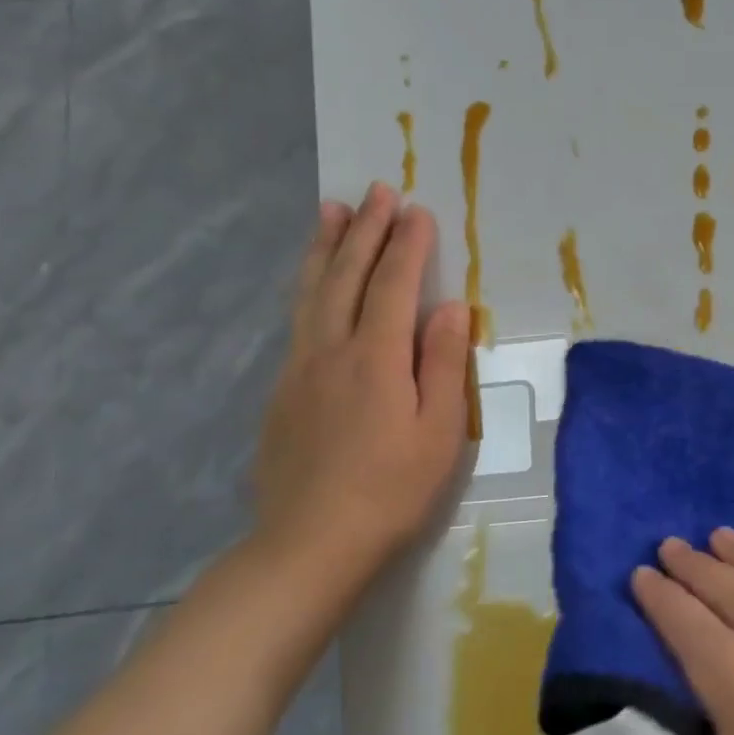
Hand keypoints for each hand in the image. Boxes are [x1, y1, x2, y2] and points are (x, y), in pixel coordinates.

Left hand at [250, 183, 470, 595]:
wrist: (312, 542)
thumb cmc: (392, 491)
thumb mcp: (439, 432)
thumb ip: (444, 364)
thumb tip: (452, 307)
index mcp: (377, 358)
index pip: (394, 285)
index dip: (407, 245)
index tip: (417, 210)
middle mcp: (332, 349)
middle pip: (348, 276)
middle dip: (365, 230)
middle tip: (376, 191)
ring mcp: (299, 369)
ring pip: (312, 292)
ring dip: (325, 247)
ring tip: (331, 211)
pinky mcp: (282, 392)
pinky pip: (297, 320)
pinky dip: (308, 287)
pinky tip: (312, 284)